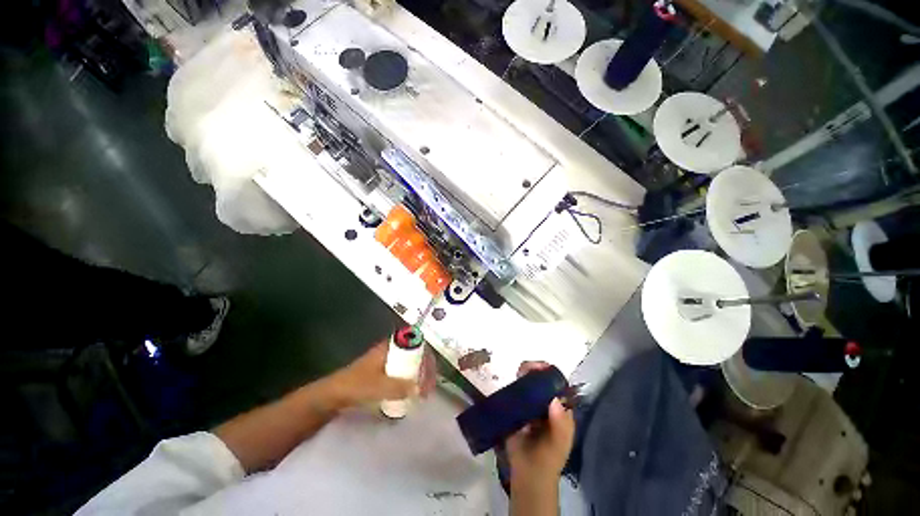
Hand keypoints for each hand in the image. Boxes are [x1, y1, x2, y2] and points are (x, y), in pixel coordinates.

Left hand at [327, 339, 436, 408]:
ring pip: (411, 364)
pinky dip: (412, 381)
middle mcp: (392, 350)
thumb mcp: (377, 386)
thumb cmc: (354, 386)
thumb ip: (398, 387)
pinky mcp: (385, 373)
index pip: (416, 343)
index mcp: (390, 347)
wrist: (333, 396)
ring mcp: (389, 361)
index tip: (432, 372)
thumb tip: (419, 389)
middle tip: (430, 386)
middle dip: (426, 368)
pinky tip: (413, 394)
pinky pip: (405, 373)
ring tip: (424, 392)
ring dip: (420, 376)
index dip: (426, 355)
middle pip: (416, 354)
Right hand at [506, 361, 575, 489]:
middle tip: (524, 368)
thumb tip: (554, 399)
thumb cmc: (548, 458)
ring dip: (524, 375)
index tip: (540, 367)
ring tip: (518, 372)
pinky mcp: (517, 409)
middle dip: (535, 370)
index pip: (557, 384)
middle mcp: (546, 404)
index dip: (550, 373)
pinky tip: (511, 382)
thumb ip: (560, 423)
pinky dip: (514, 385)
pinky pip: (516, 393)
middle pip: (541, 380)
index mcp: (560, 409)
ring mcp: (531, 406)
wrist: (528, 475)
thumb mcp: (559, 442)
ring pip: (528, 384)